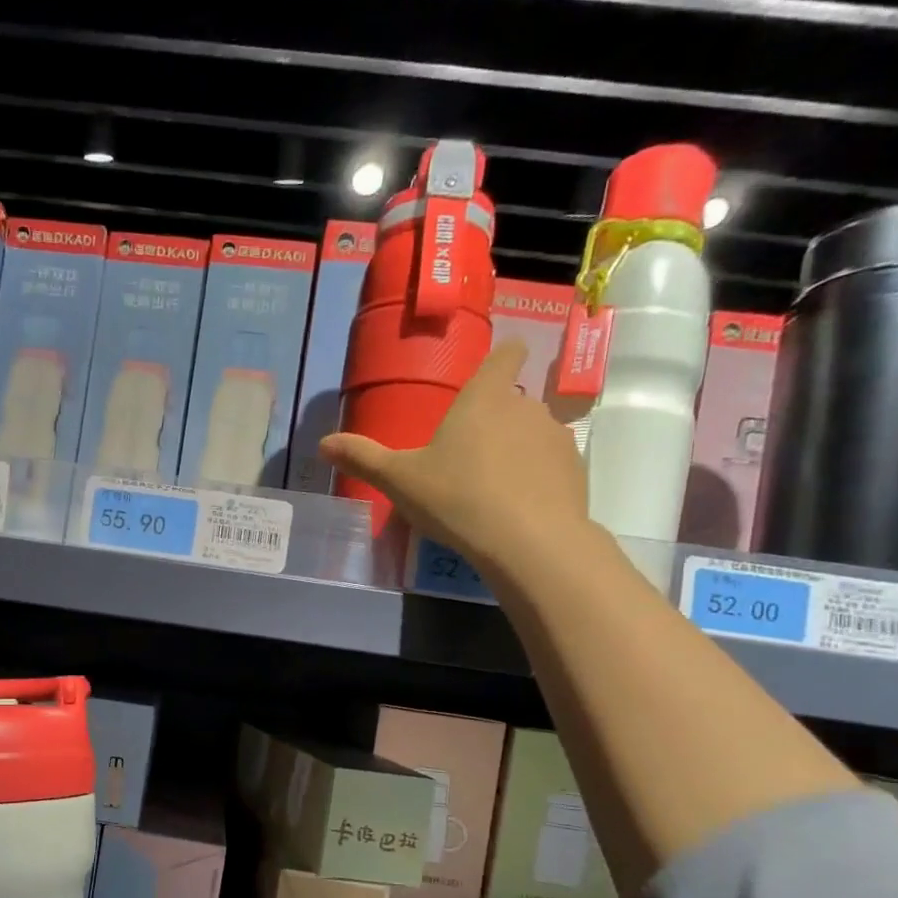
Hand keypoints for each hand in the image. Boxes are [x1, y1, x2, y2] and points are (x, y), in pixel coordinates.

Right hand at [320, 340, 589, 577]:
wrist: (529, 542)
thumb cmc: (456, 498)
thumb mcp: (399, 480)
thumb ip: (363, 458)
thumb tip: (322, 443)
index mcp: (484, 399)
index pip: (506, 355)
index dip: (503, 356)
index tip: (495, 367)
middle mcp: (525, 407)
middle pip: (513, 401)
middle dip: (495, 419)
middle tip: (466, 454)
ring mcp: (556, 439)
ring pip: (533, 434)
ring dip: (516, 450)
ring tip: (491, 487)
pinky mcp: (575, 472)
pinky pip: (550, 466)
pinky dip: (536, 478)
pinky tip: (516, 508)